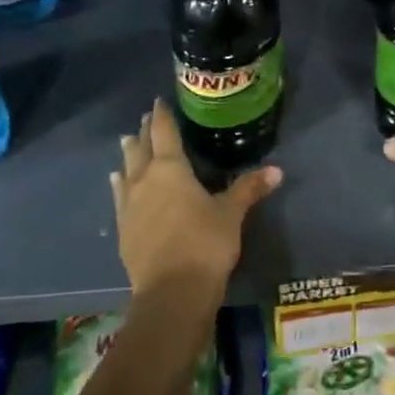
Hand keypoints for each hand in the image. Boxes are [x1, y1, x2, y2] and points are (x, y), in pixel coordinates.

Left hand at [111, 100, 280, 303]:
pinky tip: (117, 182)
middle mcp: (144, 179)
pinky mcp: (123, 228)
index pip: (164, 131)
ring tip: (127, 142)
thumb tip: (277, 170)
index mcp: (171, 168)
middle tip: (146, 118)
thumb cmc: (205, 244)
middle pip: (141, 147)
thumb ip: (249, 188)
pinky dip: (120, 184)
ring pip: (126, 169)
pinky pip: (119, 196)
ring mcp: (129, 204)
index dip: (162, 115)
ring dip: (129, 154)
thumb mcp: (231, 214)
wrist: (171, 292)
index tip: (159, 101)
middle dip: (145, 131)